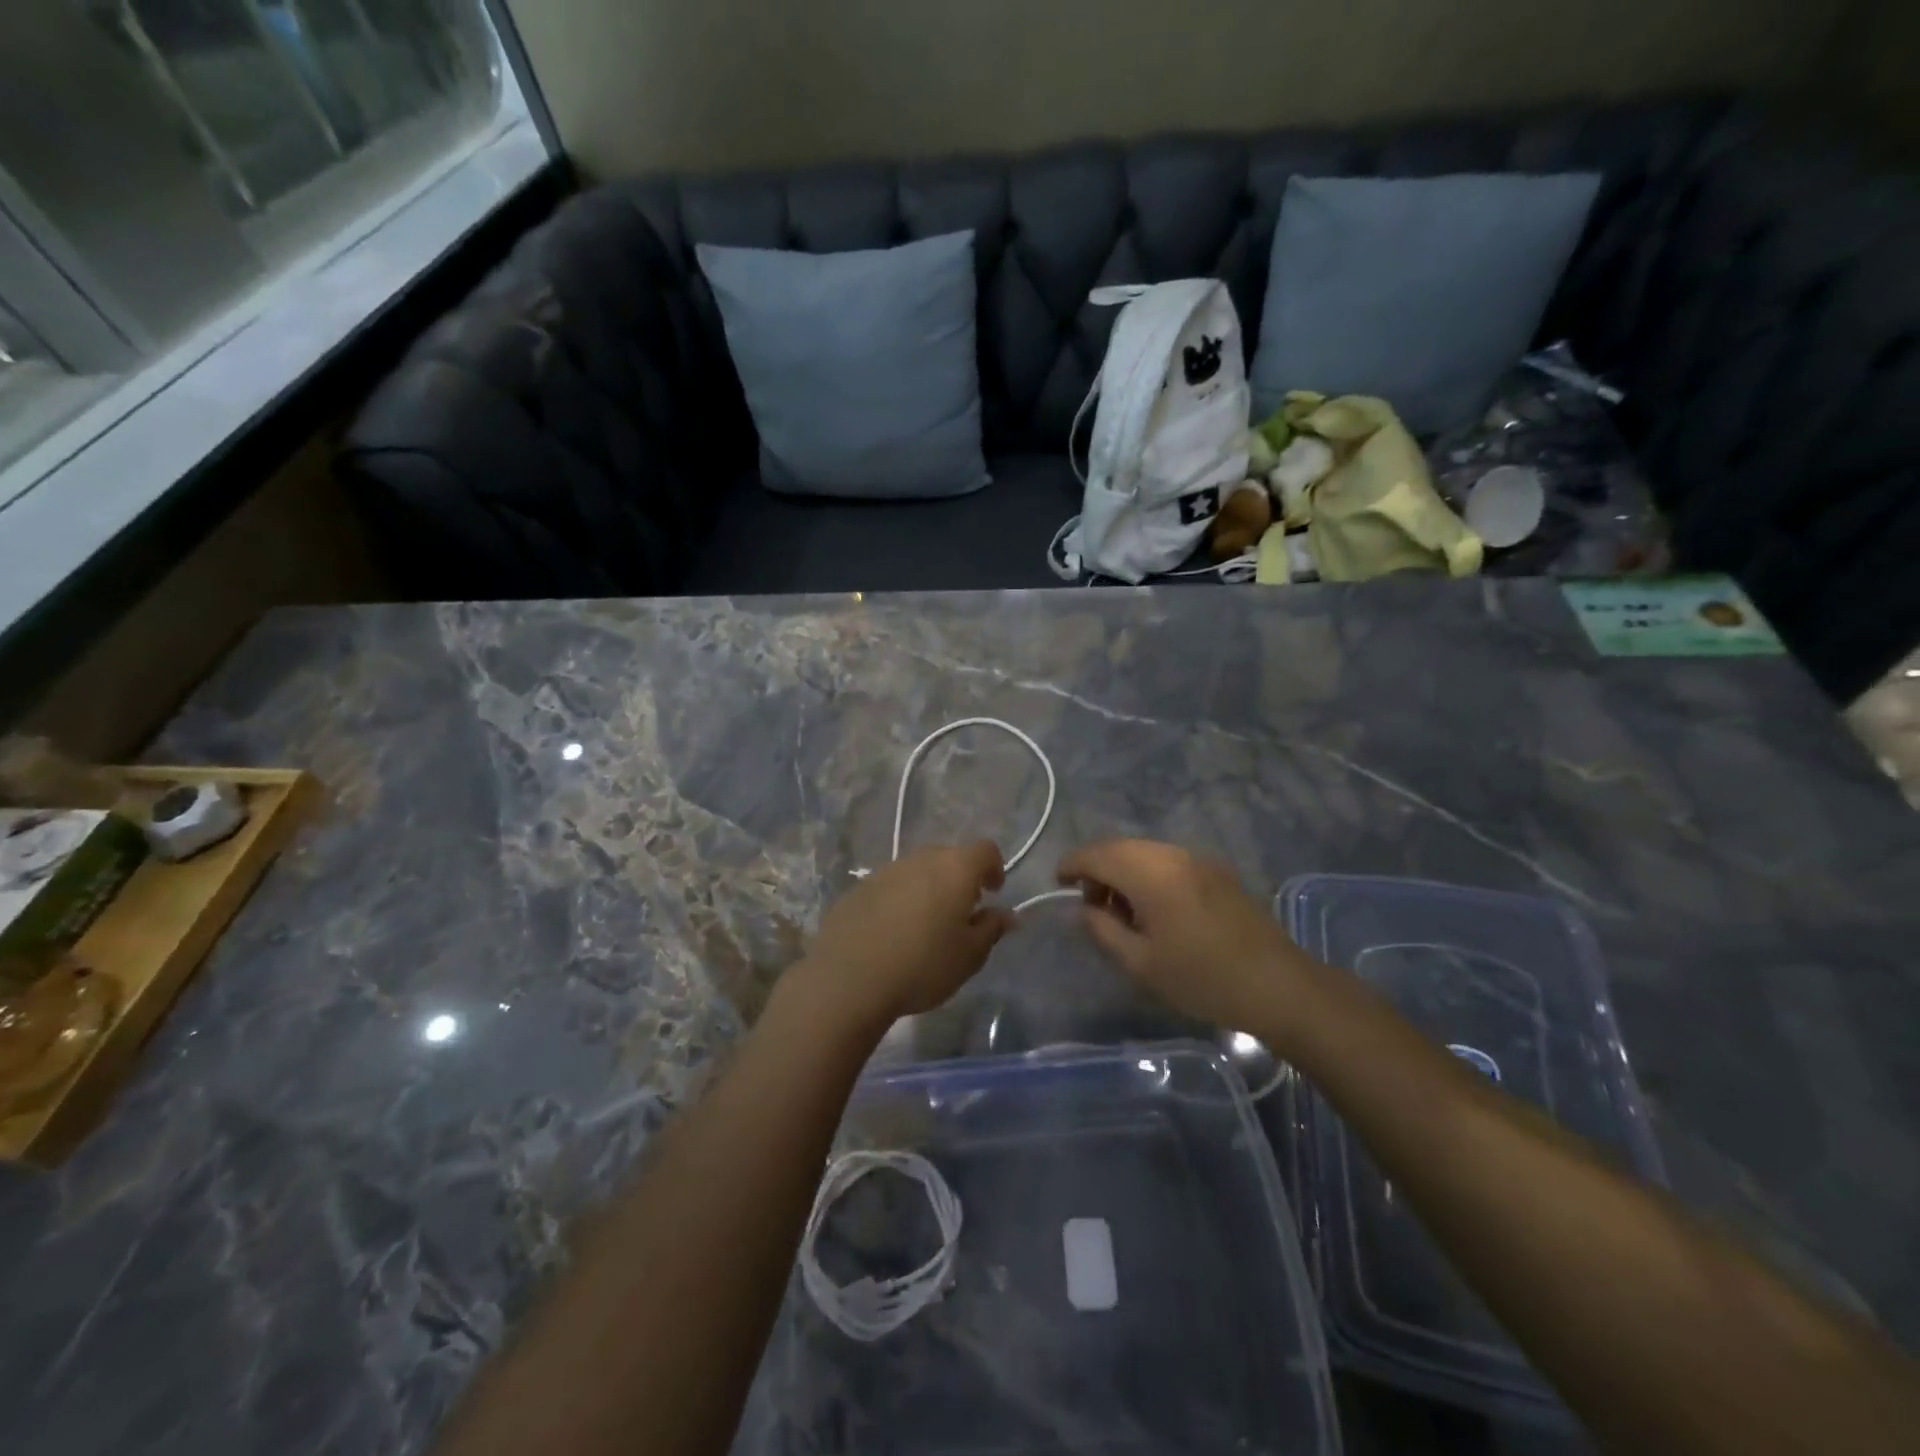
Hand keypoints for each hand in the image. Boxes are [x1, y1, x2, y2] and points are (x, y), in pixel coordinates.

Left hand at [793, 842, 1015, 1029]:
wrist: (849, 978)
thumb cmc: (923, 965)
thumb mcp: (970, 955)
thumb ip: (992, 929)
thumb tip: (1005, 914)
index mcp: (955, 868)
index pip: (985, 850)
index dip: (994, 868)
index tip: (992, 894)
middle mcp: (921, 859)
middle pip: (949, 857)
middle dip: (960, 879)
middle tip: (961, 913)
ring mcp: (886, 871)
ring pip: (917, 871)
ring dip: (927, 889)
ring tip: (925, 926)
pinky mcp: (859, 888)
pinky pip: (890, 886)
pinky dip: (899, 901)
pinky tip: (892, 934)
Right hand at [1057, 839, 1315, 1035]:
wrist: (1278, 985)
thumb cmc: (1202, 979)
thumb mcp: (1141, 963)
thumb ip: (1103, 930)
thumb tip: (1084, 909)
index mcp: (1150, 873)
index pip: (1097, 855)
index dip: (1072, 865)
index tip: (1058, 883)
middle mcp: (1173, 855)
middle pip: (1120, 847)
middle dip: (1097, 868)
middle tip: (1090, 905)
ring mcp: (1198, 860)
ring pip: (1145, 852)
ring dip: (1123, 871)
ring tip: (1122, 912)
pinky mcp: (1217, 872)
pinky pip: (1168, 861)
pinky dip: (1148, 874)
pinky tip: (1154, 909)